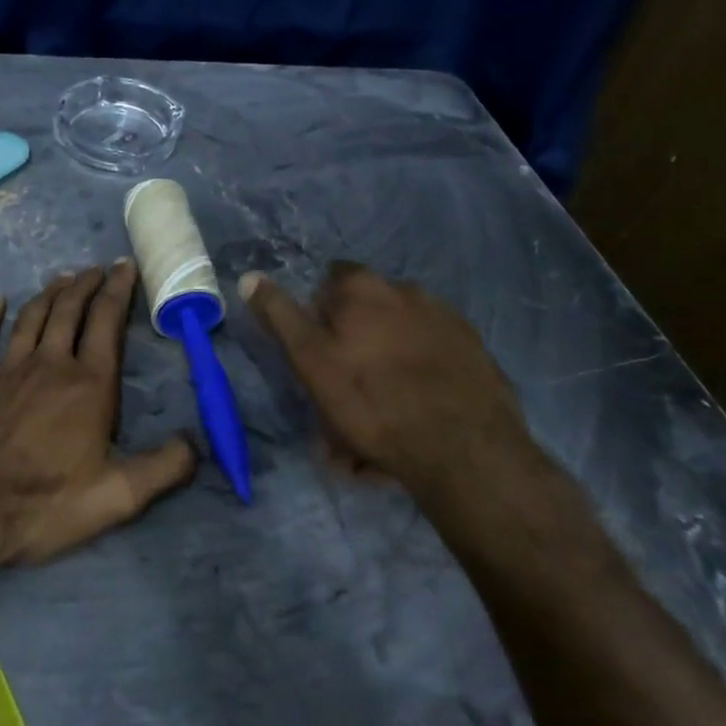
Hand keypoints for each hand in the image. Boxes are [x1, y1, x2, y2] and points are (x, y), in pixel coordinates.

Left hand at [0, 261, 196, 565]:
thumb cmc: (43, 503)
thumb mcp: (117, 497)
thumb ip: (163, 468)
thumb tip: (197, 442)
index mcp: (88, 385)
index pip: (107, 323)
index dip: (119, 291)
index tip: (125, 267)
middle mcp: (49, 365)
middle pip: (69, 311)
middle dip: (86, 285)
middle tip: (96, 269)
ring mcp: (5, 371)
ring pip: (31, 319)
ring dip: (48, 294)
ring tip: (62, 279)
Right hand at [241, 264, 552, 534]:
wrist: (465, 449)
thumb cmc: (373, 401)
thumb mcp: (311, 360)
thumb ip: (280, 316)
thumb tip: (250, 276)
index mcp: (365, 287)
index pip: (331, 279)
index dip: (319, 313)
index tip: (316, 352)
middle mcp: (408, 290)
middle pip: (368, 314)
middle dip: (353, 349)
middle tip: (344, 400)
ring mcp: (447, 320)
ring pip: (398, 342)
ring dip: (384, 370)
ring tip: (378, 424)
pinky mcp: (475, 353)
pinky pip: (431, 362)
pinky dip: (418, 382)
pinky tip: (415, 419)